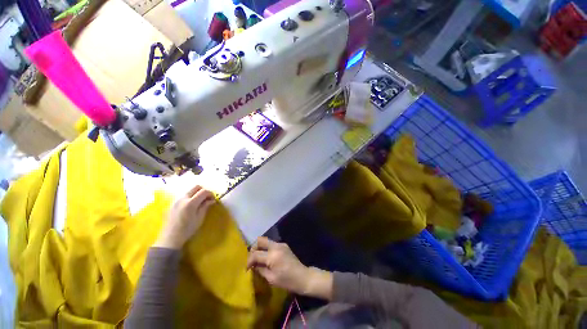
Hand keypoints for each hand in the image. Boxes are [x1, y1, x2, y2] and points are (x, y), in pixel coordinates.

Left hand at [154, 185, 214, 249]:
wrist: (170, 238)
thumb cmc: (187, 229)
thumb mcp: (199, 218)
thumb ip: (205, 206)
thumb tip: (212, 200)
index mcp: (191, 203)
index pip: (204, 191)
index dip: (210, 193)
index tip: (213, 199)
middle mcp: (183, 198)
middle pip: (196, 187)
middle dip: (203, 191)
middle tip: (207, 199)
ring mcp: (176, 200)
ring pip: (189, 191)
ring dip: (196, 194)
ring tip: (199, 203)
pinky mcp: (172, 203)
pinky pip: (183, 196)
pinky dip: (190, 197)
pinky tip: (191, 206)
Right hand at [247, 237, 332, 298]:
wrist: (303, 277)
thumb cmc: (287, 281)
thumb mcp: (271, 278)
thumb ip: (260, 269)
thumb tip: (252, 265)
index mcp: (273, 255)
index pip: (255, 254)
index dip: (248, 260)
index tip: (246, 268)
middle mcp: (276, 246)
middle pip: (260, 240)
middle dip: (253, 248)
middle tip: (252, 258)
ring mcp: (281, 244)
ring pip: (266, 240)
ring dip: (260, 247)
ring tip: (258, 258)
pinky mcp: (284, 245)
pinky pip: (272, 244)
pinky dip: (266, 248)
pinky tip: (266, 257)